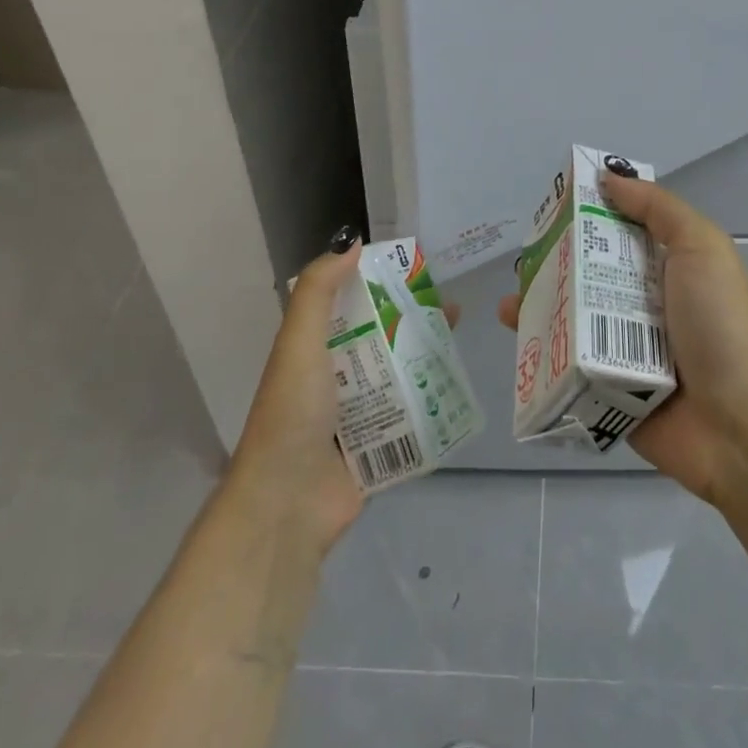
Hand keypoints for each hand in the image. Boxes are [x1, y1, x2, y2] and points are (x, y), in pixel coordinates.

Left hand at [231, 230, 458, 554]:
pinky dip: (431, 403)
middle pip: (383, 340)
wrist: (286, 505)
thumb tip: (351, 242)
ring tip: (460, 343)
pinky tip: (459, 388)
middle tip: (453, 308)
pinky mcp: (377, 449)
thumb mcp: (299, 343)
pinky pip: (410, 418)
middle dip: (415, 322)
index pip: (351, 307)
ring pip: (400, 377)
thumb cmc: (293, 414)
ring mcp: (357, 417)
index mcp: (314, 352)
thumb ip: (318, 291)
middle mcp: (335, 380)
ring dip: (427, 359)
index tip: (418, 270)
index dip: (381, 285)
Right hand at [501, 174, 747, 504]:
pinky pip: (570, 366)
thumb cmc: (719, 324)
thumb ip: (657, 208)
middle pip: (591, 275)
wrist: (738, 423)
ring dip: (542, 308)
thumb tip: (608, 177)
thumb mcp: (700, 246)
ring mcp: (626, 349)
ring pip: (574, 320)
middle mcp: (645, 304)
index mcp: (668, 267)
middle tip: (522, 257)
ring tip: (509, 303)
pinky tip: (517, 341)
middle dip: (556, 263)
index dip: (590, 214)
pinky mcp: (609, 389)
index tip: (552, 202)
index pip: (621, 230)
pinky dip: (542, 354)